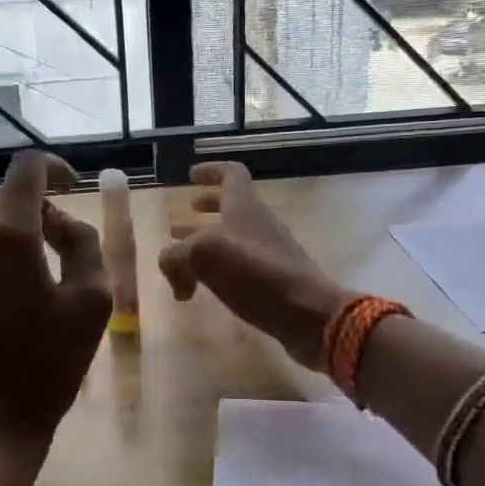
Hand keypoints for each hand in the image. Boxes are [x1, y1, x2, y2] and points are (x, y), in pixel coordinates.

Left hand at [0, 151, 111, 469]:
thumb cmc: (50, 364)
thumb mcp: (93, 300)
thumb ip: (83, 241)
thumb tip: (58, 221)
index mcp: (9, 232)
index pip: (27, 167)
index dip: (54, 168)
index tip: (71, 187)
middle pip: (0, 198)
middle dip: (31, 212)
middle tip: (55, 249)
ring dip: (0, 236)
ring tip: (22, 278)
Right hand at [158, 161, 351, 371]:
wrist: (308, 314)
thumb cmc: (256, 274)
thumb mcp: (203, 256)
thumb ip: (176, 257)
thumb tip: (175, 275)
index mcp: (244, 207)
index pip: (231, 174)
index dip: (210, 171)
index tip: (191, 175)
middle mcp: (259, 224)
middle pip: (231, 206)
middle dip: (204, 210)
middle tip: (181, 220)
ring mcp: (269, 253)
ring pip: (233, 238)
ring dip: (207, 244)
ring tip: (184, 259)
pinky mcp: (274, 281)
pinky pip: (240, 266)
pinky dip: (219, 270)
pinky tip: (204, 288)